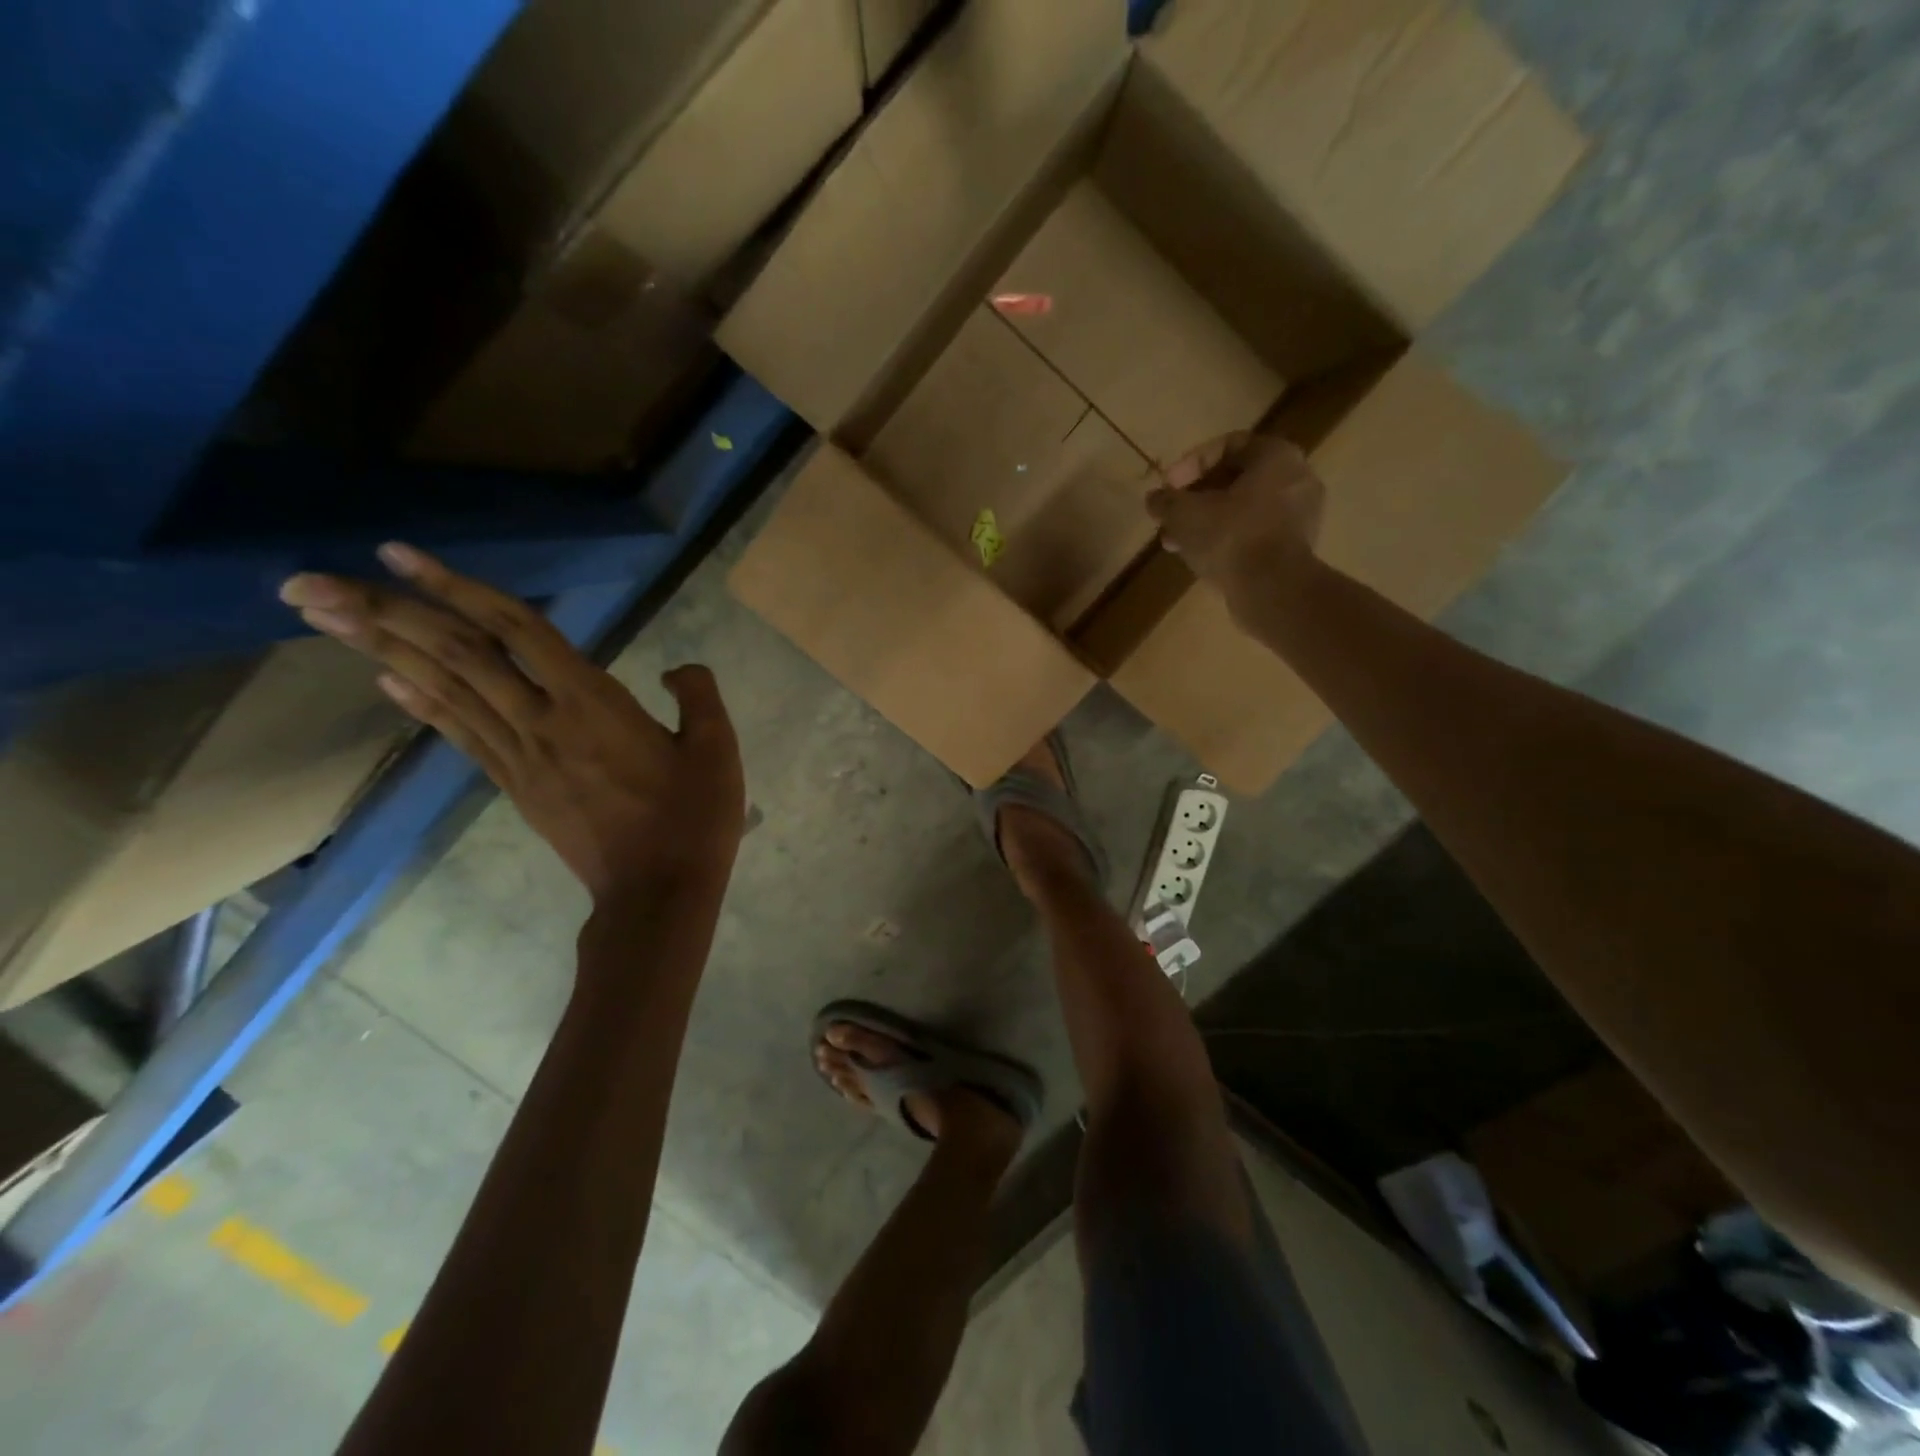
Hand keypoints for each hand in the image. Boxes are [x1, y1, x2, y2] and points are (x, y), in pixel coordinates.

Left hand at [281, 544, 744, 902]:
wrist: (657, 894)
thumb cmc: (693, 819)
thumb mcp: (718, 750)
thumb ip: (699, 696)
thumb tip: (679, 671)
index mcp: (593, 703)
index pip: (517, 631)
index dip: (458, 588)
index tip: (398, 553)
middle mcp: (542, 721)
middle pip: (458, 656)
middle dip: (385, 613)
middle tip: (306, 582)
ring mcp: (521, 757)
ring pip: (446, 691)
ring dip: (381, 648)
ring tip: (320, 615)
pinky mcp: (516, 786)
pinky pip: (461, 735)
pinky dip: (420, 702)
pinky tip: (383, 676)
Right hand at [1145, 432, 1326, 624]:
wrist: (1272, 590)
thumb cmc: (1231, 537)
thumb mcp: (1184, 514)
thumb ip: (1166, 502)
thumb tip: (1154, 499)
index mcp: (1276, 456)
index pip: (1229, 445)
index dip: (1191, 463)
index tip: (1168, 486)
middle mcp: (1296, 478)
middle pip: (1236, 480)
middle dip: (1196, 498)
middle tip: (1170, 516)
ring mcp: (1300, 515)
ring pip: (1243, 509)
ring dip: (1207, 522)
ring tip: (1176, 542)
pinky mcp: (1295, 548)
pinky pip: (1255, 533)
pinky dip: (1227, 539)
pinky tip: (1200, 557)